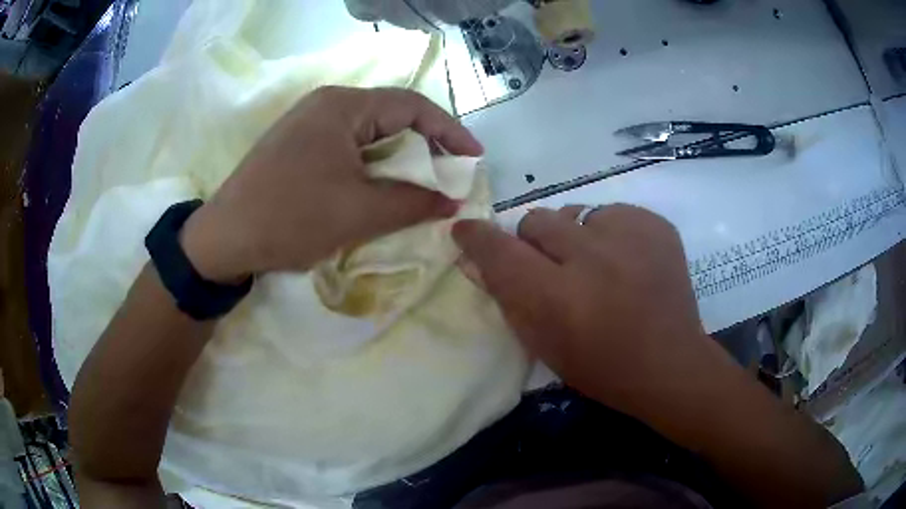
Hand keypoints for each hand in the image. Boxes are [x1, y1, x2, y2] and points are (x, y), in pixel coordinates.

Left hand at [182, 86, 482, 281]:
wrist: (224, 239)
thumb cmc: (290, 218)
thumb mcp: (359, 212)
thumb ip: (413, 202)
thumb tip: (452, 200)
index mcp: (343, 106)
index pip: (412, 106)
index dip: (449, 131)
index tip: (474, 157)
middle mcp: (326, 103)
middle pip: (390, 116)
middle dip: (425, 144)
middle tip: (448, 174)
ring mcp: (308, 123)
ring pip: (368, 133)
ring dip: (397, 157)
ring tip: (419, 184)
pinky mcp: (297, 144)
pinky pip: (347, 145)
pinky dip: (371, 164)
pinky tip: (377, 185)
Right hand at [453, 205, 719, 418]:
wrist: (669, 363)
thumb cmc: (601, 367)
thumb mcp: (543, 344)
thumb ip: (507, 297)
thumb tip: (474, 258)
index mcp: (556, 297)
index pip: (499, 249)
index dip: (477, 237)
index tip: (467, 230)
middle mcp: (590, 257)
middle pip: (536, 220)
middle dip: (534, 242)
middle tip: (554, 268)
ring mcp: (628, 235)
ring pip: (575, 213)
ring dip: (575, 238)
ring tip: (597, 266)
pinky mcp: (654, 224)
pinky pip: (612, 213)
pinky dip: (609, 234)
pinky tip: (626, 261)